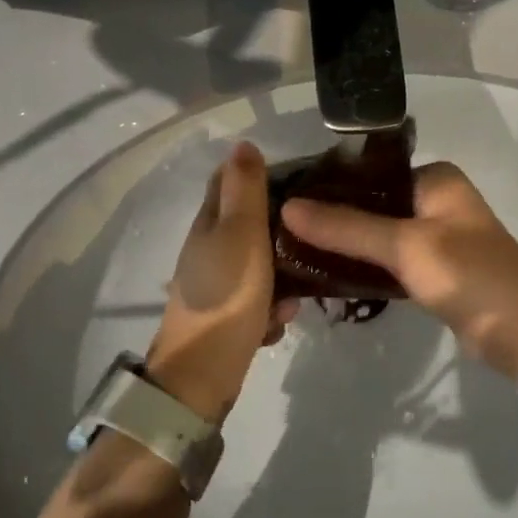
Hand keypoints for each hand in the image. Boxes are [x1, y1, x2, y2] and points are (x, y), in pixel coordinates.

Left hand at [147, 141, 297, 423]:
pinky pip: (259, 299)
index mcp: (208, 223)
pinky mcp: (228, 315)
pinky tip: (282, 319)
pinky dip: (273, 307)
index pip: (228, 181)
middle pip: (248, 223)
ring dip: (283, 273)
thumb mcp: (241, 234)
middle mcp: (208, 248)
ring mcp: (217, 284)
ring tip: (301, 288)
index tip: (299, 175)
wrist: (203, 374)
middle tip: (314, 232)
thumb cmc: (227, 296)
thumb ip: (245, 191)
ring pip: (259, 263)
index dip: (259, 172)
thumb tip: (243, 143)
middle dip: (281, 226)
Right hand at [281, 162, 517, 381]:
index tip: (281, 200)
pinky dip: (361, 266)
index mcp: (433, 178)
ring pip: (375, 233)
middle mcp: (433, 199)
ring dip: (342, 244)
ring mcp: (434, 236)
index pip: (367, 171)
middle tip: (279, 231)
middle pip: (369, 203)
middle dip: (329, 218)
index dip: (326, 185)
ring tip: (291, 252)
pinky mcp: (432, 270)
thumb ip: (346, 227)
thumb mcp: (406, 247)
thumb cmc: (471, 277)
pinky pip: (386, 260)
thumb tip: (287, 207)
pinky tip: (324, 275)